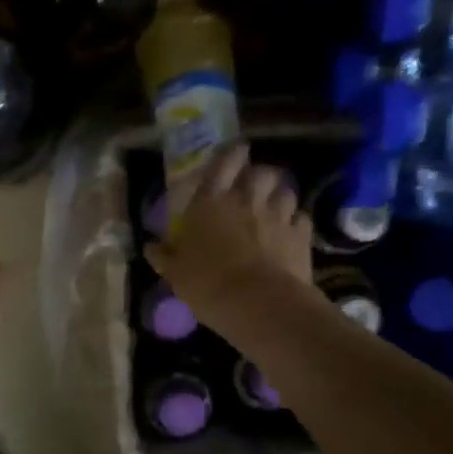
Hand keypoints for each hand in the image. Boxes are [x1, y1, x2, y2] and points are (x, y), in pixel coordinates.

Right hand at [146, 143, 315, 341]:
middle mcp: (246, 200)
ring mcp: (278, 215)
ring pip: (286, 191)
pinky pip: (301, 219)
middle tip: (256, 185)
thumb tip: (151, 247)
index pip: (222, 164)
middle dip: (260, 175)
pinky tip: (292, 233)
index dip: (231, 154)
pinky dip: (296, 223)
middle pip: (261, 173)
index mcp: (211, 203)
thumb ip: (165, 256)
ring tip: (276, 207)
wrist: (258, 303)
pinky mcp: (301, 235)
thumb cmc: (208, 283)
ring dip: (280, 196)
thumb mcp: (176, 274)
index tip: (238, 150)